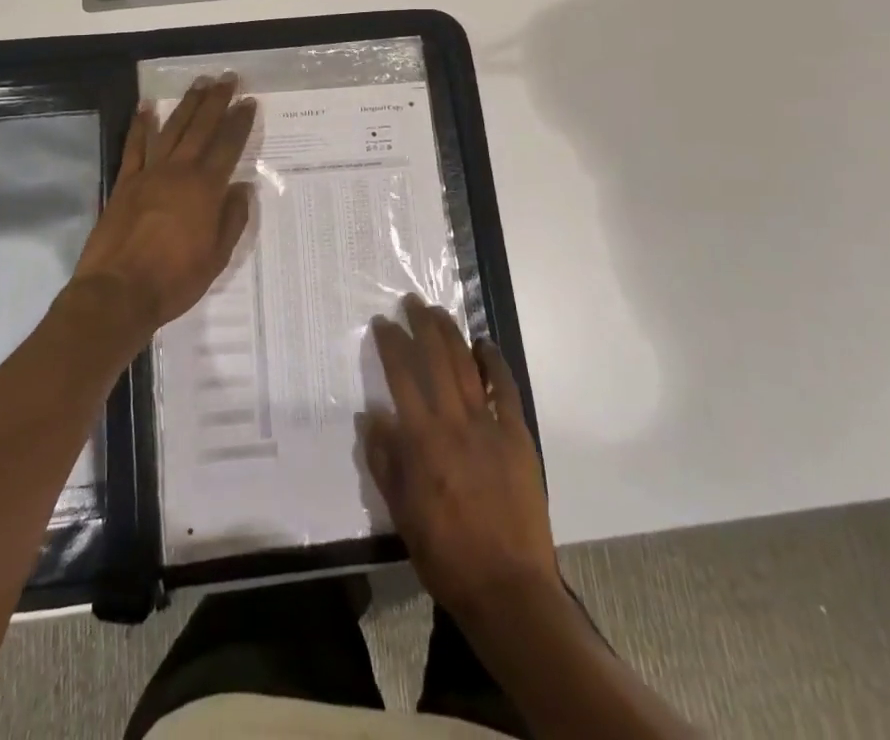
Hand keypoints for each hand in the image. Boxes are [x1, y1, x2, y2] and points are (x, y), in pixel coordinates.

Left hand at [67, 75, 256, 345]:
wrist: (119, 292)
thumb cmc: (175, 280)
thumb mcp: (217, 257)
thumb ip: (232, 219)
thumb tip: (242, 188)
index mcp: (206, 189)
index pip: (228, 146)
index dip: (240, 122)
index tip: (249, 101)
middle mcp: (179, 172)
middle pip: (200, 128)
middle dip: (216, 101)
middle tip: (227, 78)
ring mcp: (149, 174)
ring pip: (171, 129)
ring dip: (186, 104)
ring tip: (199, 83)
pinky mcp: (125, 183)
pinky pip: (134, 146)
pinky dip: (140, 125)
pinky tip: (145, 107)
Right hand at [364, 295, 559, 623]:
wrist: (508, 588)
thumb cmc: (446, 555)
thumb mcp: (401, 513)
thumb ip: (385, 461)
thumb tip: (372, 415)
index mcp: (422, 440)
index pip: (401, 376)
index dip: (390, 344)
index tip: (381, 322)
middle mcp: (454, 422)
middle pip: (435, 359)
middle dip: (421, 325)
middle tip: (411, 301)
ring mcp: (489, 426)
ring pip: (467, 366)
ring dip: (452, 334)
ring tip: (439, 311)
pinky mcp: (517, 437)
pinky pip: (506, 390)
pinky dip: (495, 363)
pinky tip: (485, 345)